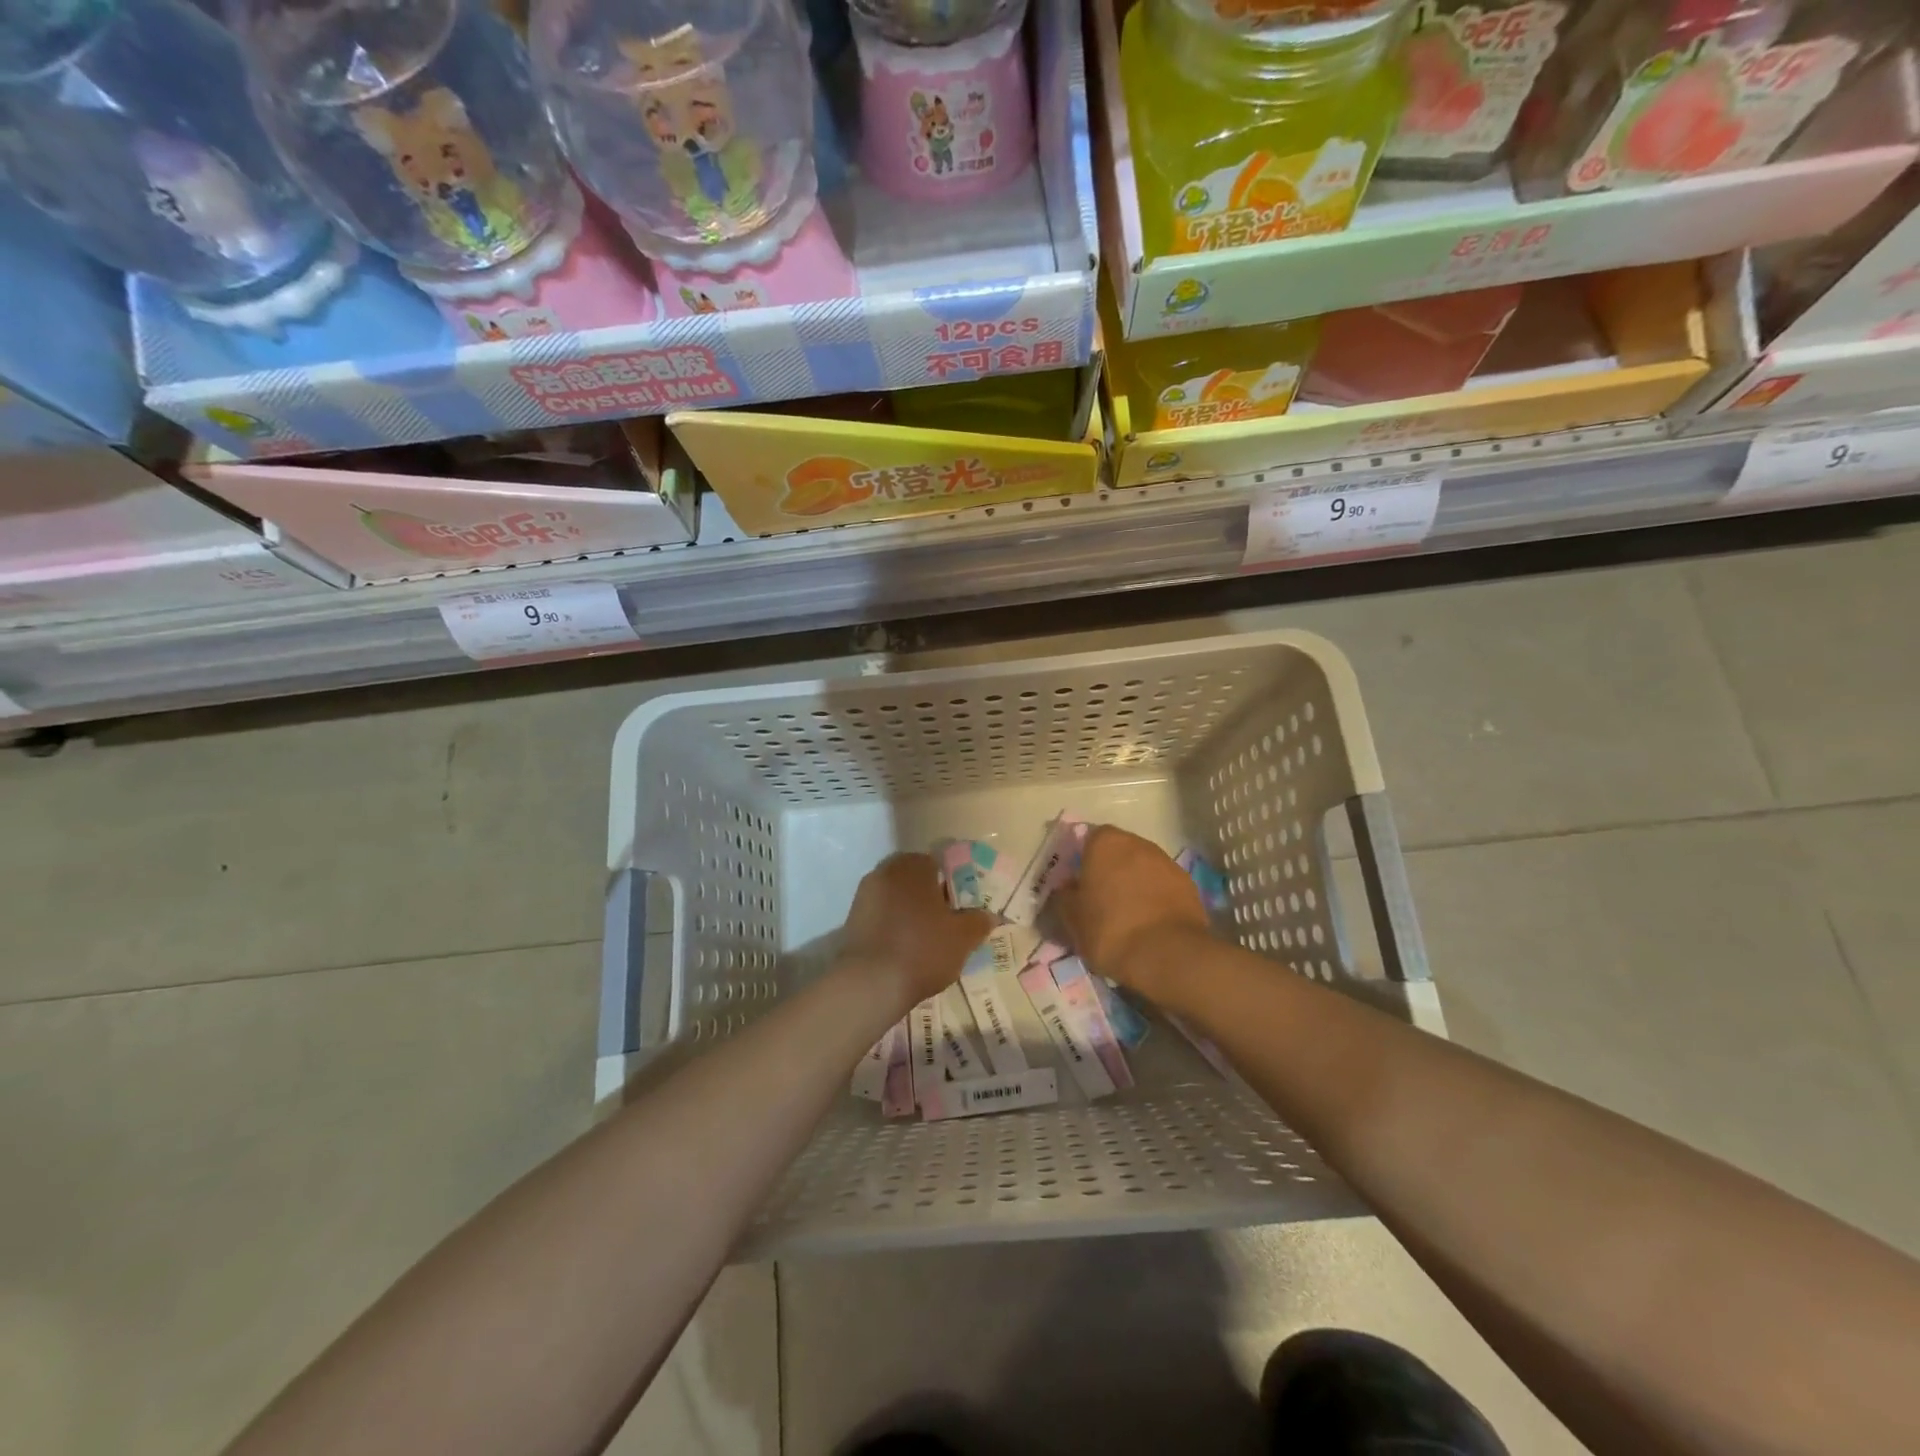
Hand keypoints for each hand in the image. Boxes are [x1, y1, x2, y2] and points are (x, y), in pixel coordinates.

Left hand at [838, 853, 992, 1006]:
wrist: (869, 983)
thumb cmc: (923, 949)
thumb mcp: (963, 937)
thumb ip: (978, 921)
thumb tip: (988, 915)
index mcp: (913, 865)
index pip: (939, 865)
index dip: (953, 887)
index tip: (961, 910)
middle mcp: (886, 871)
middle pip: (915, 881)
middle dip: (930, 899)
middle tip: (947, 926)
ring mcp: (864, 894)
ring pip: (897, 899)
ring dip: (910, 914)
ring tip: (926, 942)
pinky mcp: (851, 919)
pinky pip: (881, 917)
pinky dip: (893, 928)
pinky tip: (904, 951)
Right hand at [1052, 826, 1210, 996]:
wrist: (1169, 955)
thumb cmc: (1110, 930)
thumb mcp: (1072, 918)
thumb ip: (1063, 896)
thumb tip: (1066, 889)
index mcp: (1106, 843)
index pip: (1088, 839)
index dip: (1082, 860)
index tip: (1078, 884)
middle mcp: (1138, 843)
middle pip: (1118, 852)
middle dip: (1109, 870)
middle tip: (1099, 900)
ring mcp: (1167, 862)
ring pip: (1142, 868)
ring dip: (1134, 883)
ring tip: (1126, 915)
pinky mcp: (1189, 885)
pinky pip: (1163, 886)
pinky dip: (1155, 898)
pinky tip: (1149, 923)